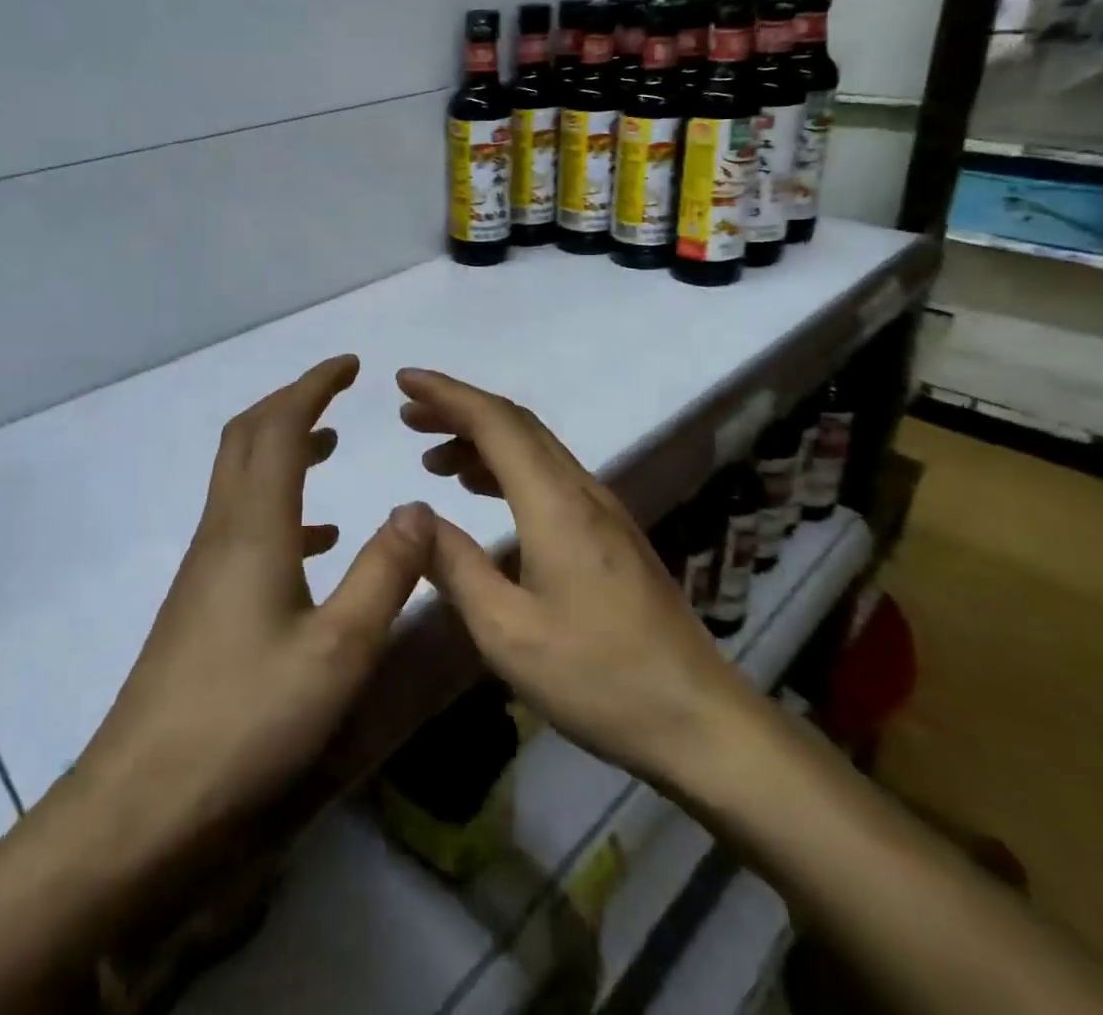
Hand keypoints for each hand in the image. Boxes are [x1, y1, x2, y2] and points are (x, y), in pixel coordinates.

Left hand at [70, 355, 431, 858]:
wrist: (141, 803)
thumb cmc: (245, 722)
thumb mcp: (337, 651)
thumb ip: (385, 573)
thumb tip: (417, 507)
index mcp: (253, 528)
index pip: (280, 427)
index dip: (314, 386)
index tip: (351, 364)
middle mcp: (223, 531)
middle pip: (249, 437)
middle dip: (292, 402)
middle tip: (339, 392)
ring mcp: (206, 566)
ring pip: (243, 478)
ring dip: (284, 448)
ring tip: (331, 446)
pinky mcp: (202, 600)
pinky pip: (243, 525)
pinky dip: (281, 506)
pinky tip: (315, 541)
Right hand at [398, 367, 767, 794]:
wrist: (698, 721)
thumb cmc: (597, 677)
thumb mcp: (506, 631)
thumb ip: (455, 565)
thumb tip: (412, 515)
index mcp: (556, 503)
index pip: (495, 422)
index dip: (447, 394)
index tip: (404, 380)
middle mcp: (581, 490)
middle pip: (516, 425)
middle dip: (458, 410)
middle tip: (408, 416)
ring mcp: (602, 510)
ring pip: (534, 449)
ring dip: (481, 440)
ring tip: (433, 458)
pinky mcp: (610, 533)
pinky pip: (548, 476)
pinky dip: (505, 468)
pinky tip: (482, 492)